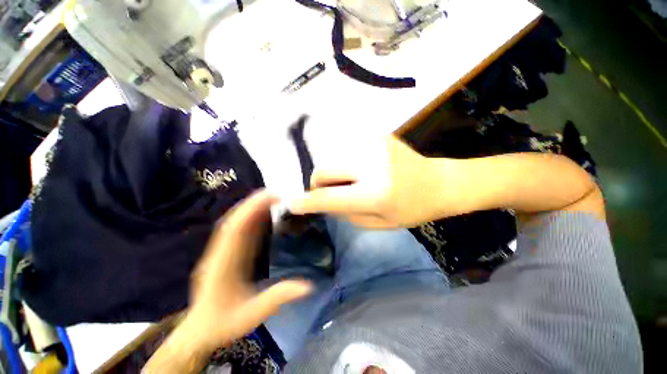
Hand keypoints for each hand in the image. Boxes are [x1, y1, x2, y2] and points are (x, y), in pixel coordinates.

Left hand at [144, 190, 311, 373]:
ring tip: (267, 203)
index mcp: (222, 265)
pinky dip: (242, 226)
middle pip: (232, 223)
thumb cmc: (223, 324)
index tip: (271, 196)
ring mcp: (215, 257)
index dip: (252, 209)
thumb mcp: (253, 314)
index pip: (236, 230)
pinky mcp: (216, 262)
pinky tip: (254, 224)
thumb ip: (277, 298)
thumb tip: (307, 285)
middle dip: (251, 205)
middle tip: (275, 194)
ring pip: (229, 228)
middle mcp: (216, 256)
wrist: (200, 330)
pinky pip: (229, 238)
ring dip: (246, 213)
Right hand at [290, 136, 460, 228]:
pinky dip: (349, 161)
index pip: (329, 198)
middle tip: (333, 192)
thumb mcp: (379, 224)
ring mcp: (375, 145)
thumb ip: (346, 213)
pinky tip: (367, 168)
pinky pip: (348, 148)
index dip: (306, 202)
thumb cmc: (411, 210)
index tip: (292, 204)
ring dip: (336, 171)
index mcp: (375, 193)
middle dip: (320, 183)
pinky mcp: (378, 135)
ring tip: (355, 180)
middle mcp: (372, 165)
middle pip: (323, 169)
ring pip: (333, 157)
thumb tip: (321, 201)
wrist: (438, 183)